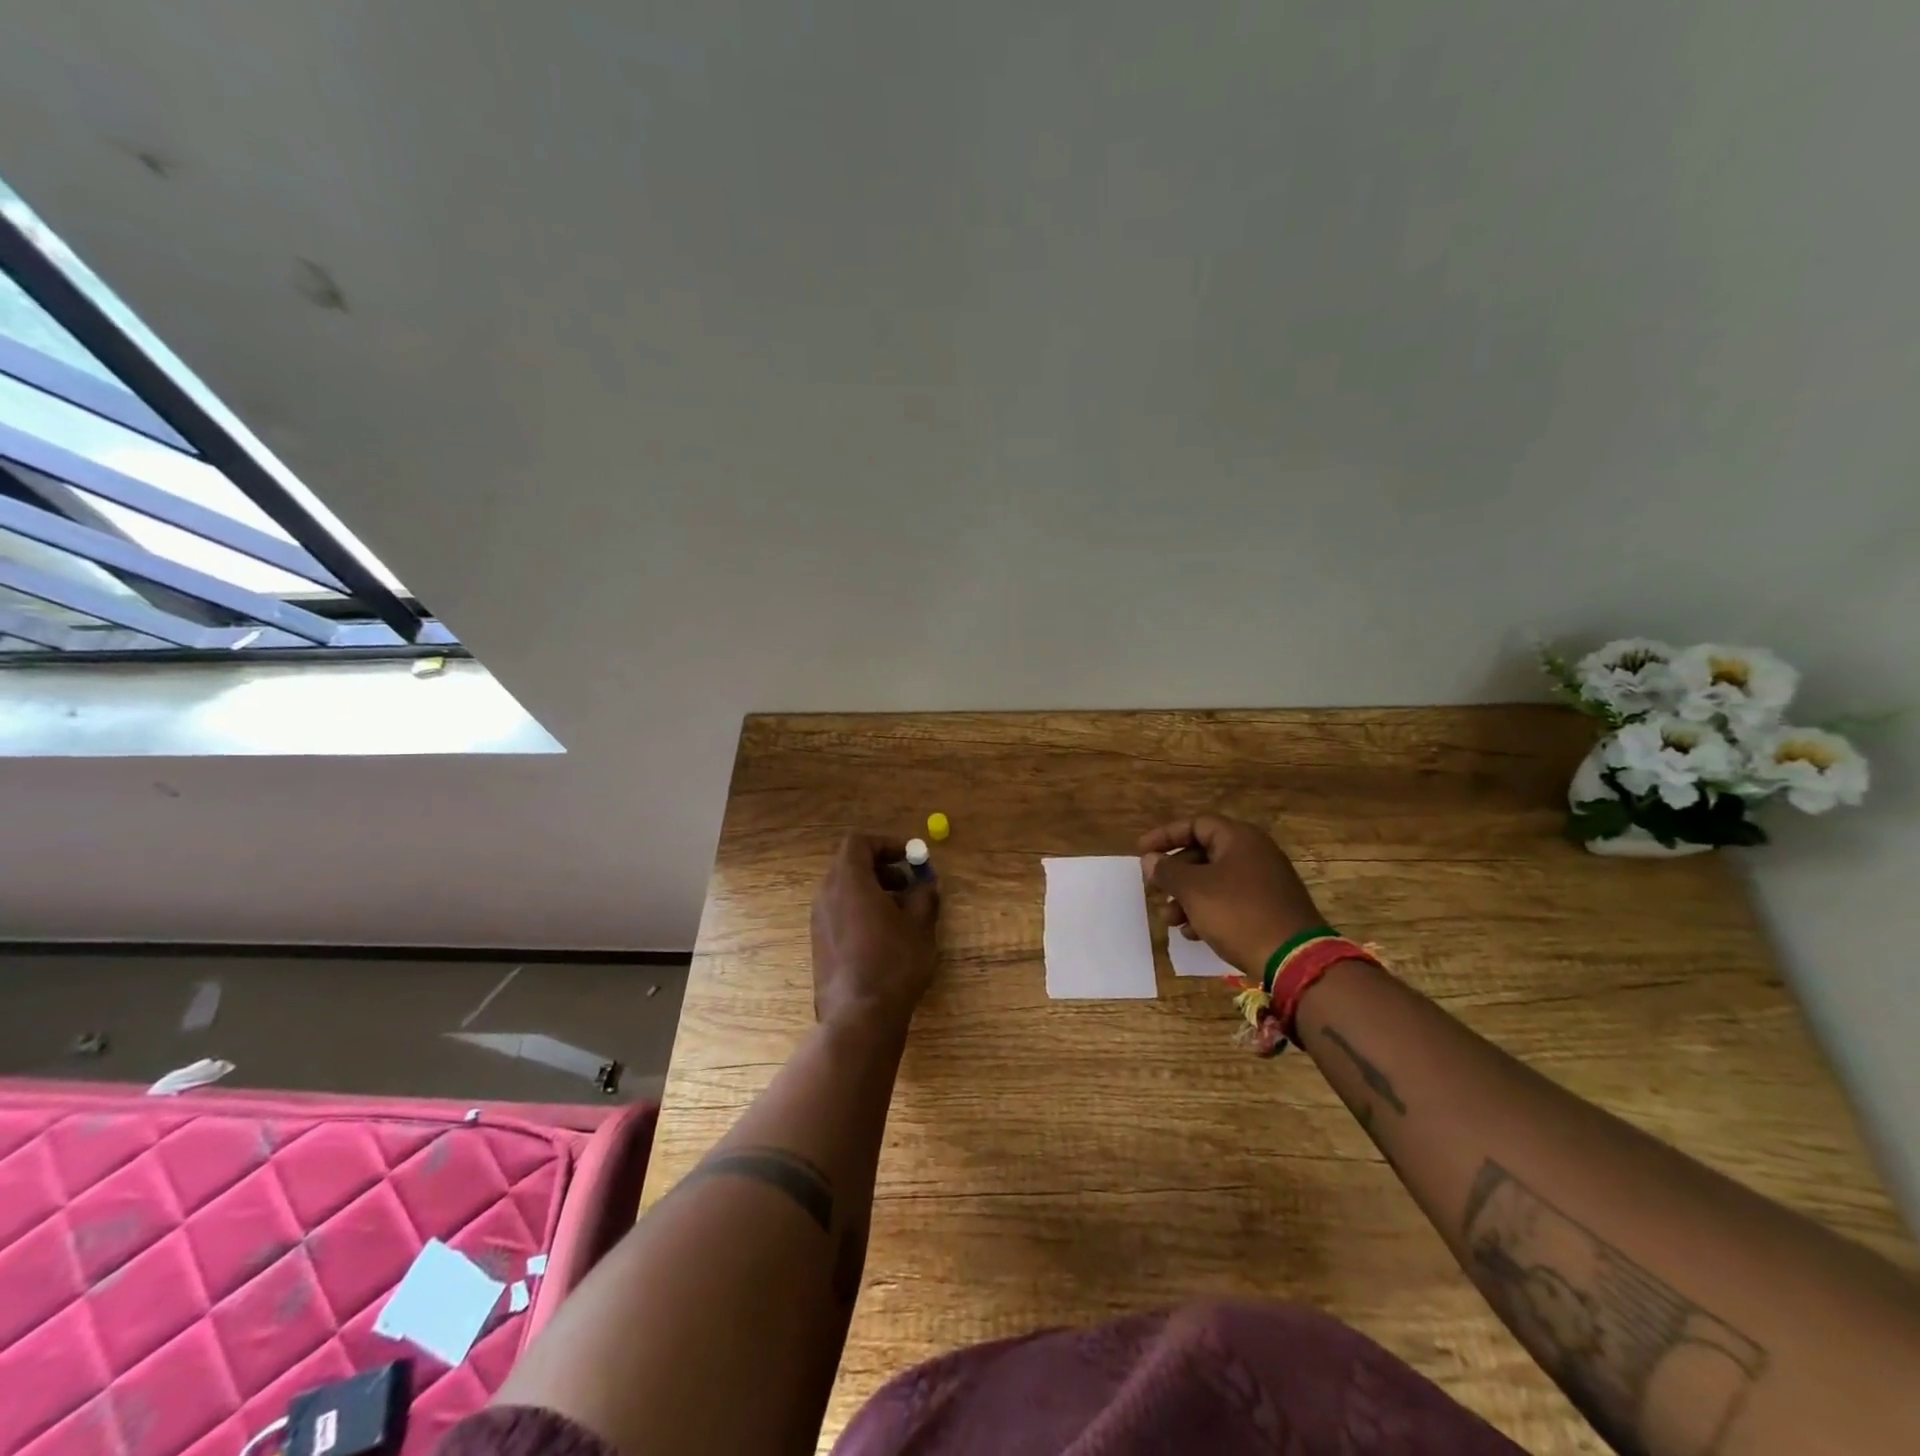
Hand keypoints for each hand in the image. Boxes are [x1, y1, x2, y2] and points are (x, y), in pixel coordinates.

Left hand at [810, 833, 940, 1035]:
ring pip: (844, 890)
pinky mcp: (819, 944)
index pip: (858, 842)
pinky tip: (886, 936)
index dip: (886, 843)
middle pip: (850, 864)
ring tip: (902, 911)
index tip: (911, 857)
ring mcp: (819, 921)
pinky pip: (840, 912)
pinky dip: (861, 911)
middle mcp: (827, 895)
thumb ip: (924, 896)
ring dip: (873, 890)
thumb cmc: (894, 963)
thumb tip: (926, 884)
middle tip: (909, 882)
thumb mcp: (920, 926)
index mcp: (849, 881)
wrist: (859, 1017)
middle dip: (882, 867)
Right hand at [1139, 814, 1326, 979]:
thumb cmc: (1238, 913)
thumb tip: (1150, 859)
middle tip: (1154, 889)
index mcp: (1239, 839)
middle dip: (1174, 873)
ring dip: (1187, 897)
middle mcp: (1255, 854)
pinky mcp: (1269, 909)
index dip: (1165, 836)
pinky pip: (1230, 901)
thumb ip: (1167, 871)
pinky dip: (1207, 912)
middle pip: (1204, 853)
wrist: (1294, 959)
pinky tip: (1192, 933)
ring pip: (1215, 881)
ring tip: (1169, 919)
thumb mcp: (1194, 890)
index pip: (1195, 824)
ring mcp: (1265, 883)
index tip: (1141, 852)